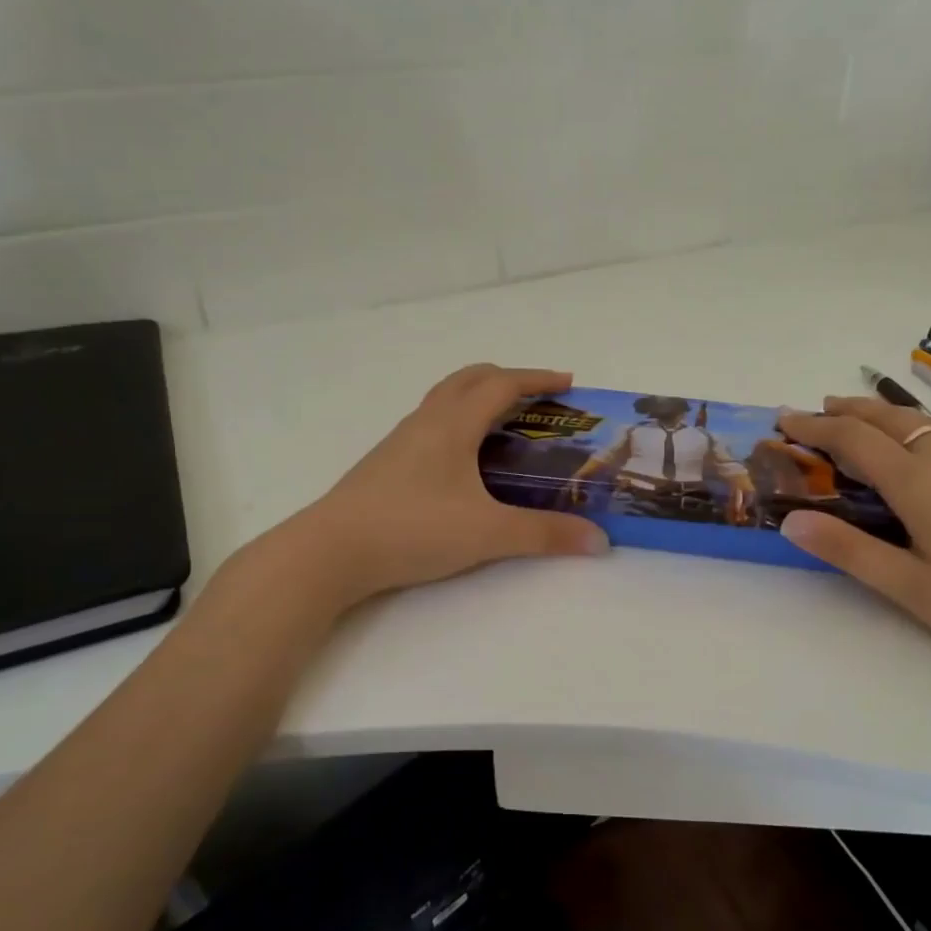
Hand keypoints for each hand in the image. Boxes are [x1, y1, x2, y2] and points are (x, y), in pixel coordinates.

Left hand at [278, 365, 609, 605]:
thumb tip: (599, 541)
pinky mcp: (386, 463)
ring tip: (503, 425)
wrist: (331, 551)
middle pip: (469, 379)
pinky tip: (463, 461)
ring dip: (477, 398)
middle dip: (507, 379)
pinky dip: (457, 423)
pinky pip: (430, 425)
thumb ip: (545, 535)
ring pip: (444, 400)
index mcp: (453, 424)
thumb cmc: (413, 529)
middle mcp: (426, 422)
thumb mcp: (488, 533)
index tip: (569, 384)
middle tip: (537, 399)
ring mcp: (401, 441)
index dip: (538, 379)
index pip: (502, 384)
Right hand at [775, 397, 930, 680]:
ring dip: (881, 416)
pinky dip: (912, 429)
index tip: (783, 420)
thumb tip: (790, 521)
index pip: (853, 439)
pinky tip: (918, 452)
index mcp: (919, 482)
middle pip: (888, 418)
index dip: (814, 427)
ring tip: (858, 420)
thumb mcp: (911, 587)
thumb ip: (849, 550)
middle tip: (815, 410)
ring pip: (921, 423)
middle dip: (846, 410)